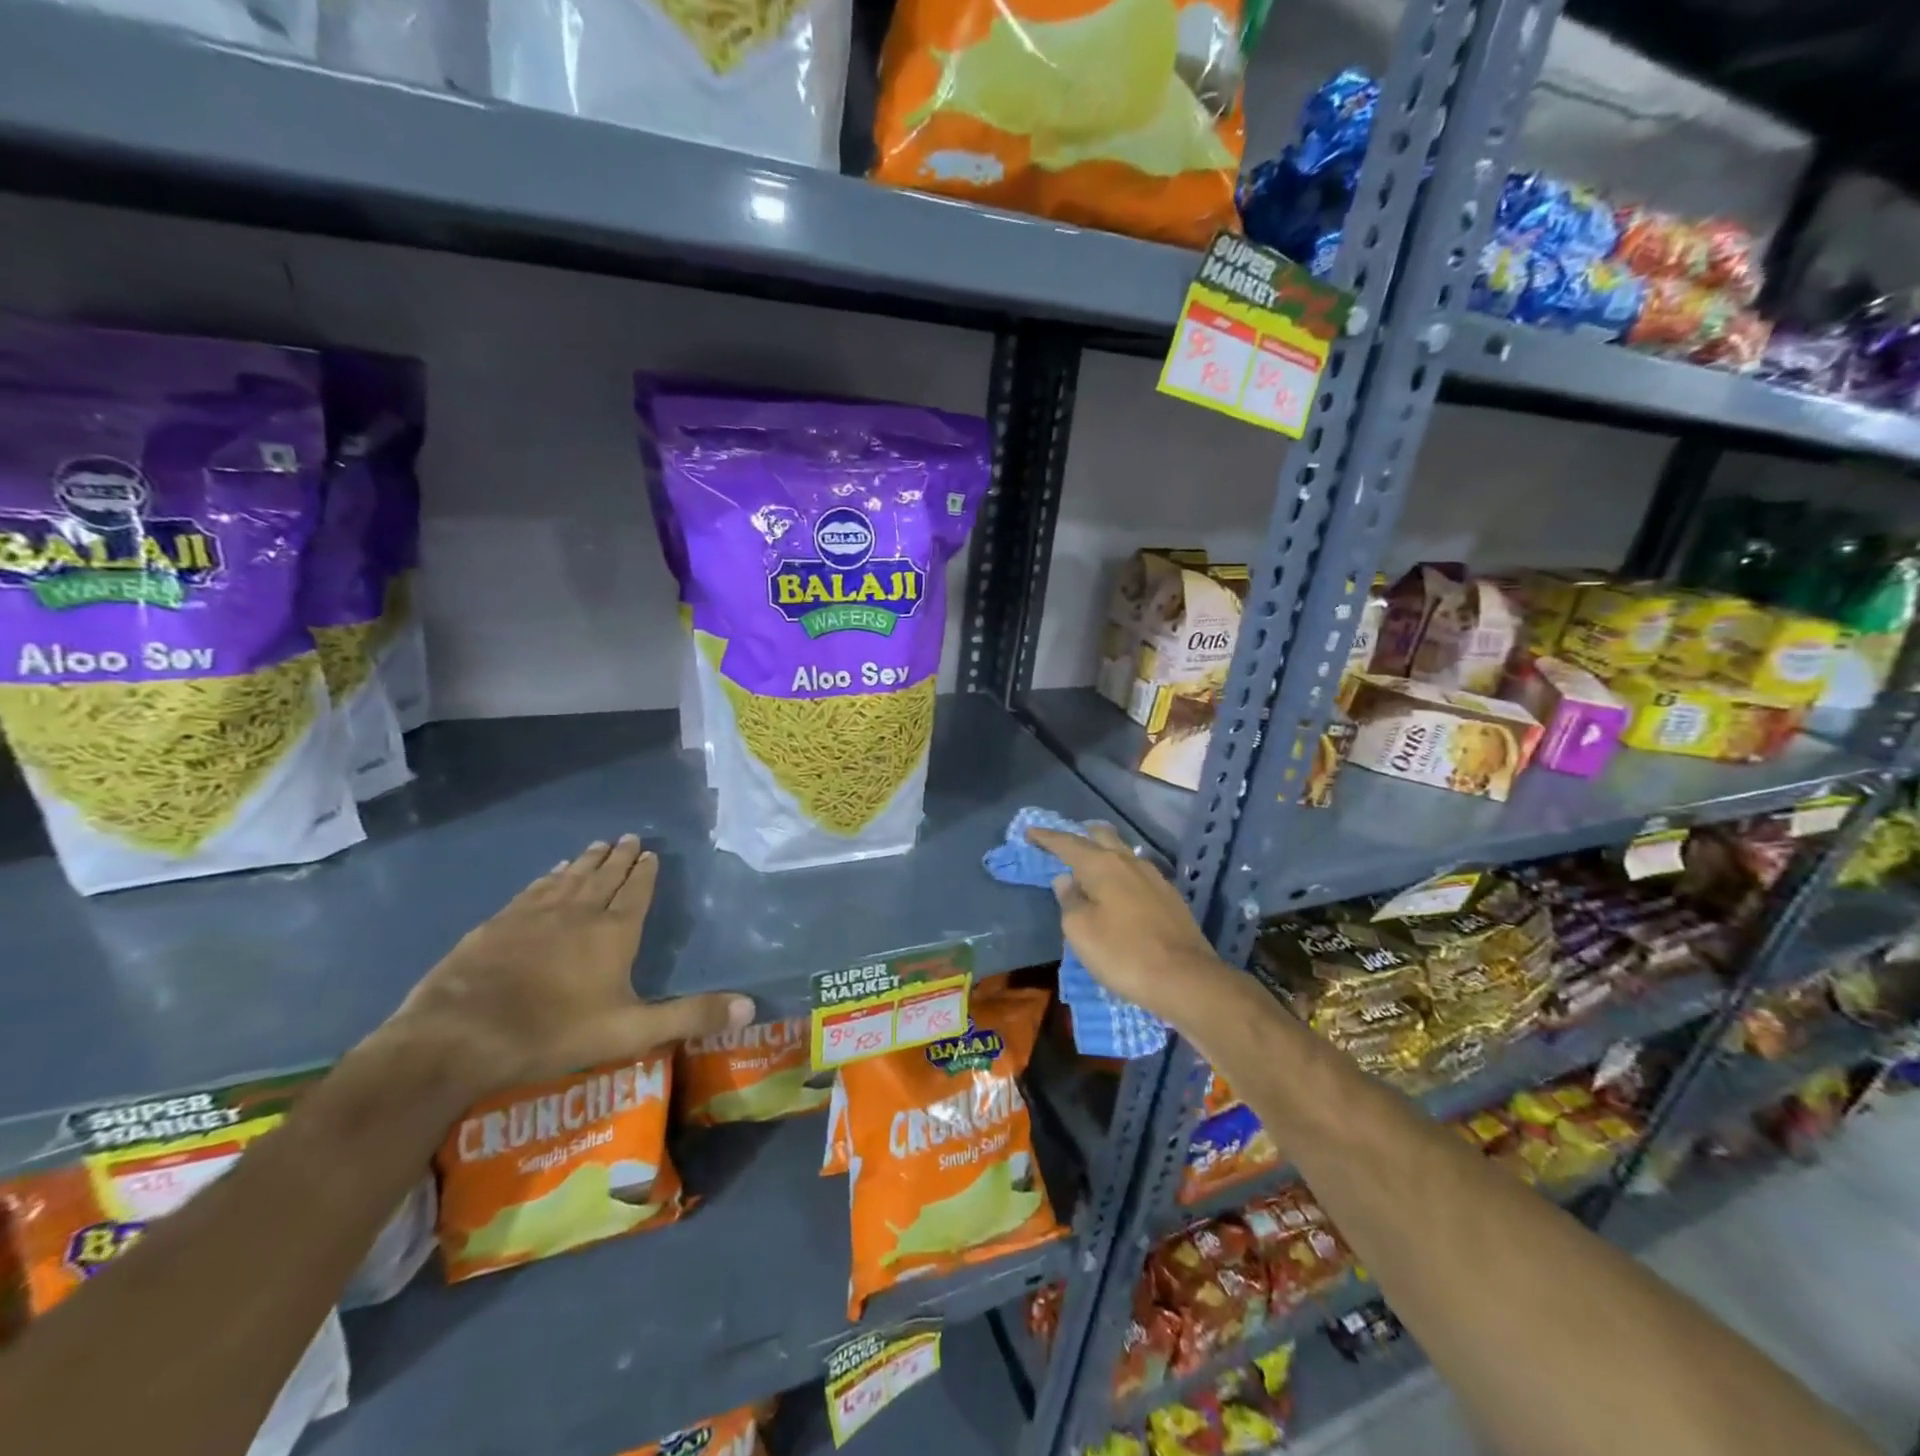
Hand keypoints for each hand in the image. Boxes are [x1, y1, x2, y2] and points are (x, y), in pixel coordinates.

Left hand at [385, 835, 752, 1098]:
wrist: (460, 1035)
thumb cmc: (554, 1032)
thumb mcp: (632, 1031)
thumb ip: (690, 1017)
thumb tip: (751, 1006)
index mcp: (614, 933)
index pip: (636, 893)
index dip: (645, 873)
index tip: (650, 853)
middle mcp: (578, 913)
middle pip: (604, 877)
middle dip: (619, 858)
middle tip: (628, 837)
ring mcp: (534, 915)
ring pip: (569, 879)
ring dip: (586, 862)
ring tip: (597, 845)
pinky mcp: (498, 924)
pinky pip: (533, 891)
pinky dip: (548, 878)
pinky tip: (550, 873)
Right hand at [1027, 823, 1224, 1022]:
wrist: (1186, 979)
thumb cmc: (1123, 953)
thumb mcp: (1081, 931)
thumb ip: (1069, 900)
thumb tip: (1066, 879)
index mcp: (1102, 865)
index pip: (1068, 843)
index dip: (1046, 837)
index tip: (1029, 832)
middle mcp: (1129, 862)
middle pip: (1101, 836)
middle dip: (1080, 836)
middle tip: (1063, 845)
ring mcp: (1154, 878)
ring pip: (1123, 853)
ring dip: (1103, 853)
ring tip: (1088, 867)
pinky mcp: (1170, 897)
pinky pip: (1137, 873)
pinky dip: (1120, 873)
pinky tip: (1118, 890)